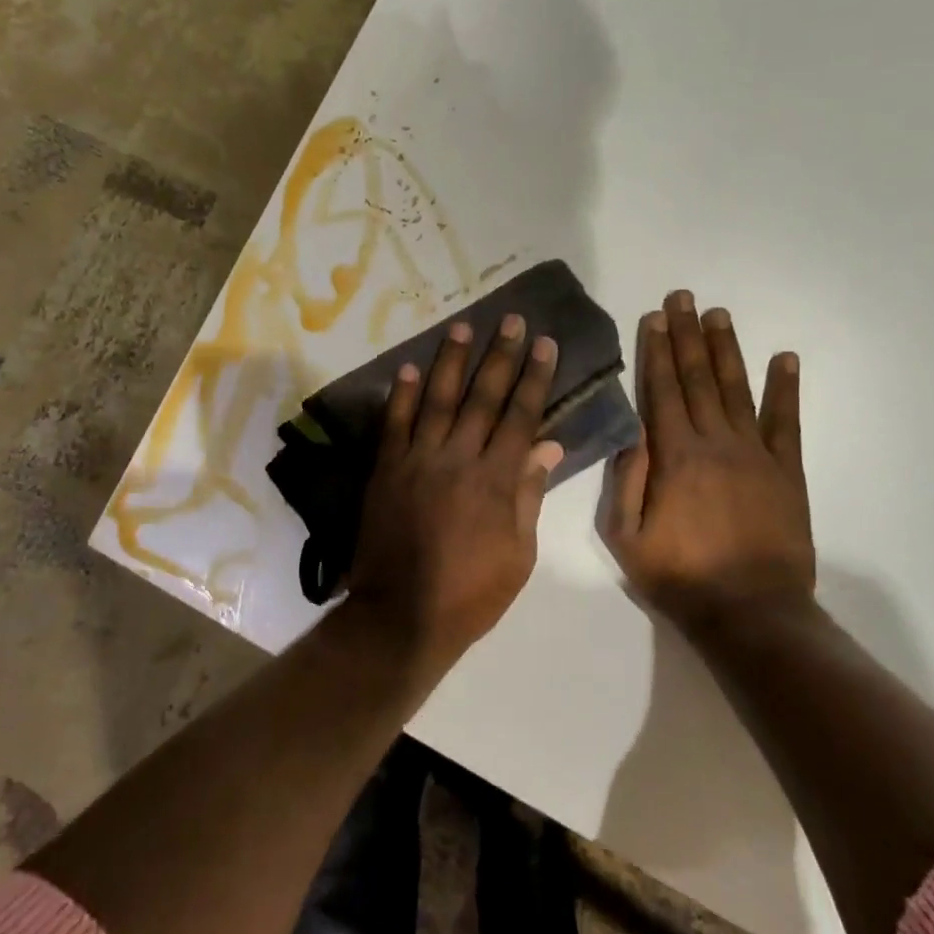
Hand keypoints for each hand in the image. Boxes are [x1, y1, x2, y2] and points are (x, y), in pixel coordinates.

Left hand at [345, 315, 563, 664]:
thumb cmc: (471, 592)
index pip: (521, 415)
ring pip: (438, 400)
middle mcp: (458, 458)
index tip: (544, 343)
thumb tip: (547, 445)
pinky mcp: (387, 469)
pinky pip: (395, 424)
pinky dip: (400, 395)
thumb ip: (529, 494)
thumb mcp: (519, 553)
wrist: (402, 614)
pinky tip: (406, 368)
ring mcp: (418, 460)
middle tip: (510, 319)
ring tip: (462, 327)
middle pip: (483, 397)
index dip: (534, 377)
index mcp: (496, 480)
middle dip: (500, 355)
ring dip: (451, 361)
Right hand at [602, 290, 814, 631]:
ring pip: (737, 389)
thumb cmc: (680, 576)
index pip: (662, 390)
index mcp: (674, 456)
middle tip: (683, 298)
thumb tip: (631, 432)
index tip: (655, 317)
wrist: (751, 613)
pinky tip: (786, 359)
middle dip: (687, 335)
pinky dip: (786, 388)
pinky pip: (786, 422)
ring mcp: (756, 454)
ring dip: (726, 349)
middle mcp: (715, 442)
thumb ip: (625, 480)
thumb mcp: (626, 536)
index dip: (656, 351)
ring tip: (719, 315)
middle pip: (698, 378)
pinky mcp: (787, 471)